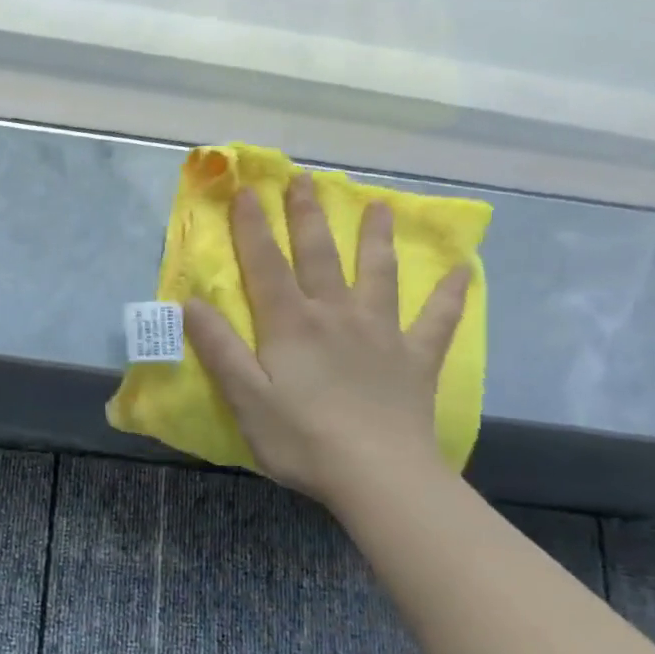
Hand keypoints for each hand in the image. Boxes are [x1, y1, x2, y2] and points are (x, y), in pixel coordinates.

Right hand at [183, 174, 468, 510]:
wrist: (378, 475)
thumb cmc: (301, 439)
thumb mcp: (245, 397)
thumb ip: (218, 347)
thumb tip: (191, 302)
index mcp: (291, 325)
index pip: (266, 266)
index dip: (252, 228)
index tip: (245, 190)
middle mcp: (336, 315)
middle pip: (320, 256)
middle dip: (308, 216)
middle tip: (306, 178)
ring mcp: (381, 334)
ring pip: (378, 274)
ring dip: (376, 238)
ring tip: (380, 205)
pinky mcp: (415, 359)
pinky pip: (436, 320)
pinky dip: (450, 294)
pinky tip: (463, 271)